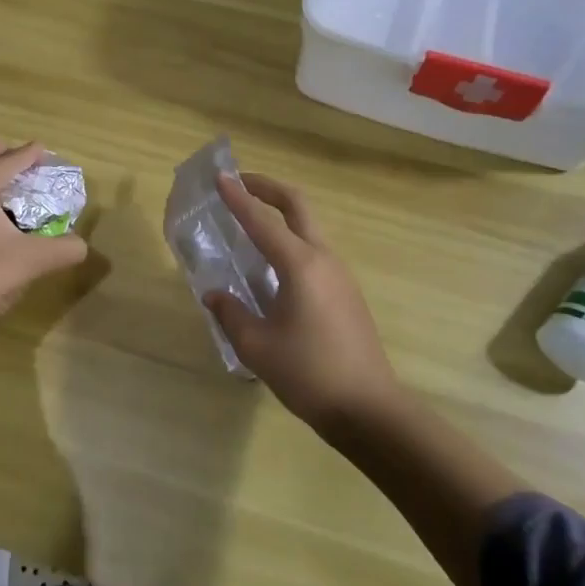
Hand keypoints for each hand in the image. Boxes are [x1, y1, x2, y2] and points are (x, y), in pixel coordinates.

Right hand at [204, 172, 398, 433]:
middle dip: (267, 188)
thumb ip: (231, 313)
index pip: (262, 221)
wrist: (369, 409)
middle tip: (239, 183)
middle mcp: (323, 259)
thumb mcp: (257, 346)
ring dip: (280, 214)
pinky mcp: (346, 292)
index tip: (220, 176)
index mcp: (300, 266)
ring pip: (308, 228)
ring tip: (250, 224)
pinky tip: (272, 266)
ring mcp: (340, 275)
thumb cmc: (309, 374)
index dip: (238, 197)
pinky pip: (314, 251)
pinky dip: (290, 240)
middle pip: (297, 205)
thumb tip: (215, 294)